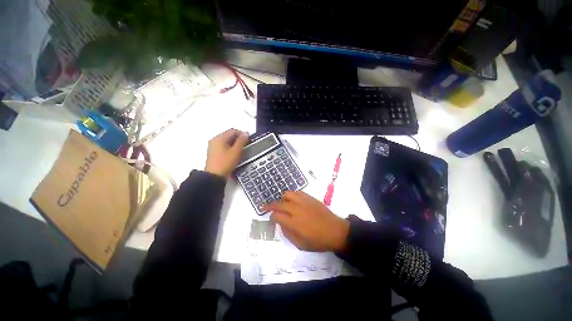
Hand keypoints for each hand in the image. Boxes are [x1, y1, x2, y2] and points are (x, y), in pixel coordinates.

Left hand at [205, 129, 248, 177]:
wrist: (214, 177)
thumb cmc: (226, 162)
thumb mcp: (236, 151)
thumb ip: (242, 141)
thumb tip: (246, 133)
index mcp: (219, 137)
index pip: (233, 131)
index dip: (242, 134)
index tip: (249, 141)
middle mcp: (215, 140)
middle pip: (229, 135)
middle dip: (239, 139)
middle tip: (246, 146)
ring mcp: (213, 146)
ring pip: (227, 141)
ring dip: (235, 144)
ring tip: (241, 151)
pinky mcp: (214, 153)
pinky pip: (224, 146)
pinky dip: (230, 148)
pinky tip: (234, 155)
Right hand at [262, 191, 349, 251]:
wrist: (335, 231)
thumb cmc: (318, 241)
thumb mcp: (300, 244)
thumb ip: (287, 233)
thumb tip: (281, 223)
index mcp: (293, 222)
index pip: (276, 215)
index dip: (271, 217)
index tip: (272, 219)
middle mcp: (296, 209)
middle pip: (278, 203)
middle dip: (270, 206)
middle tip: (265, 207)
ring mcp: (303, 201)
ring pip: (287, 194)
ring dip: (282, 199)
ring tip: (283, 204)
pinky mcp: (310, 198)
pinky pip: (297, 192)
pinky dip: (292, 195)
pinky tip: (294, 201)